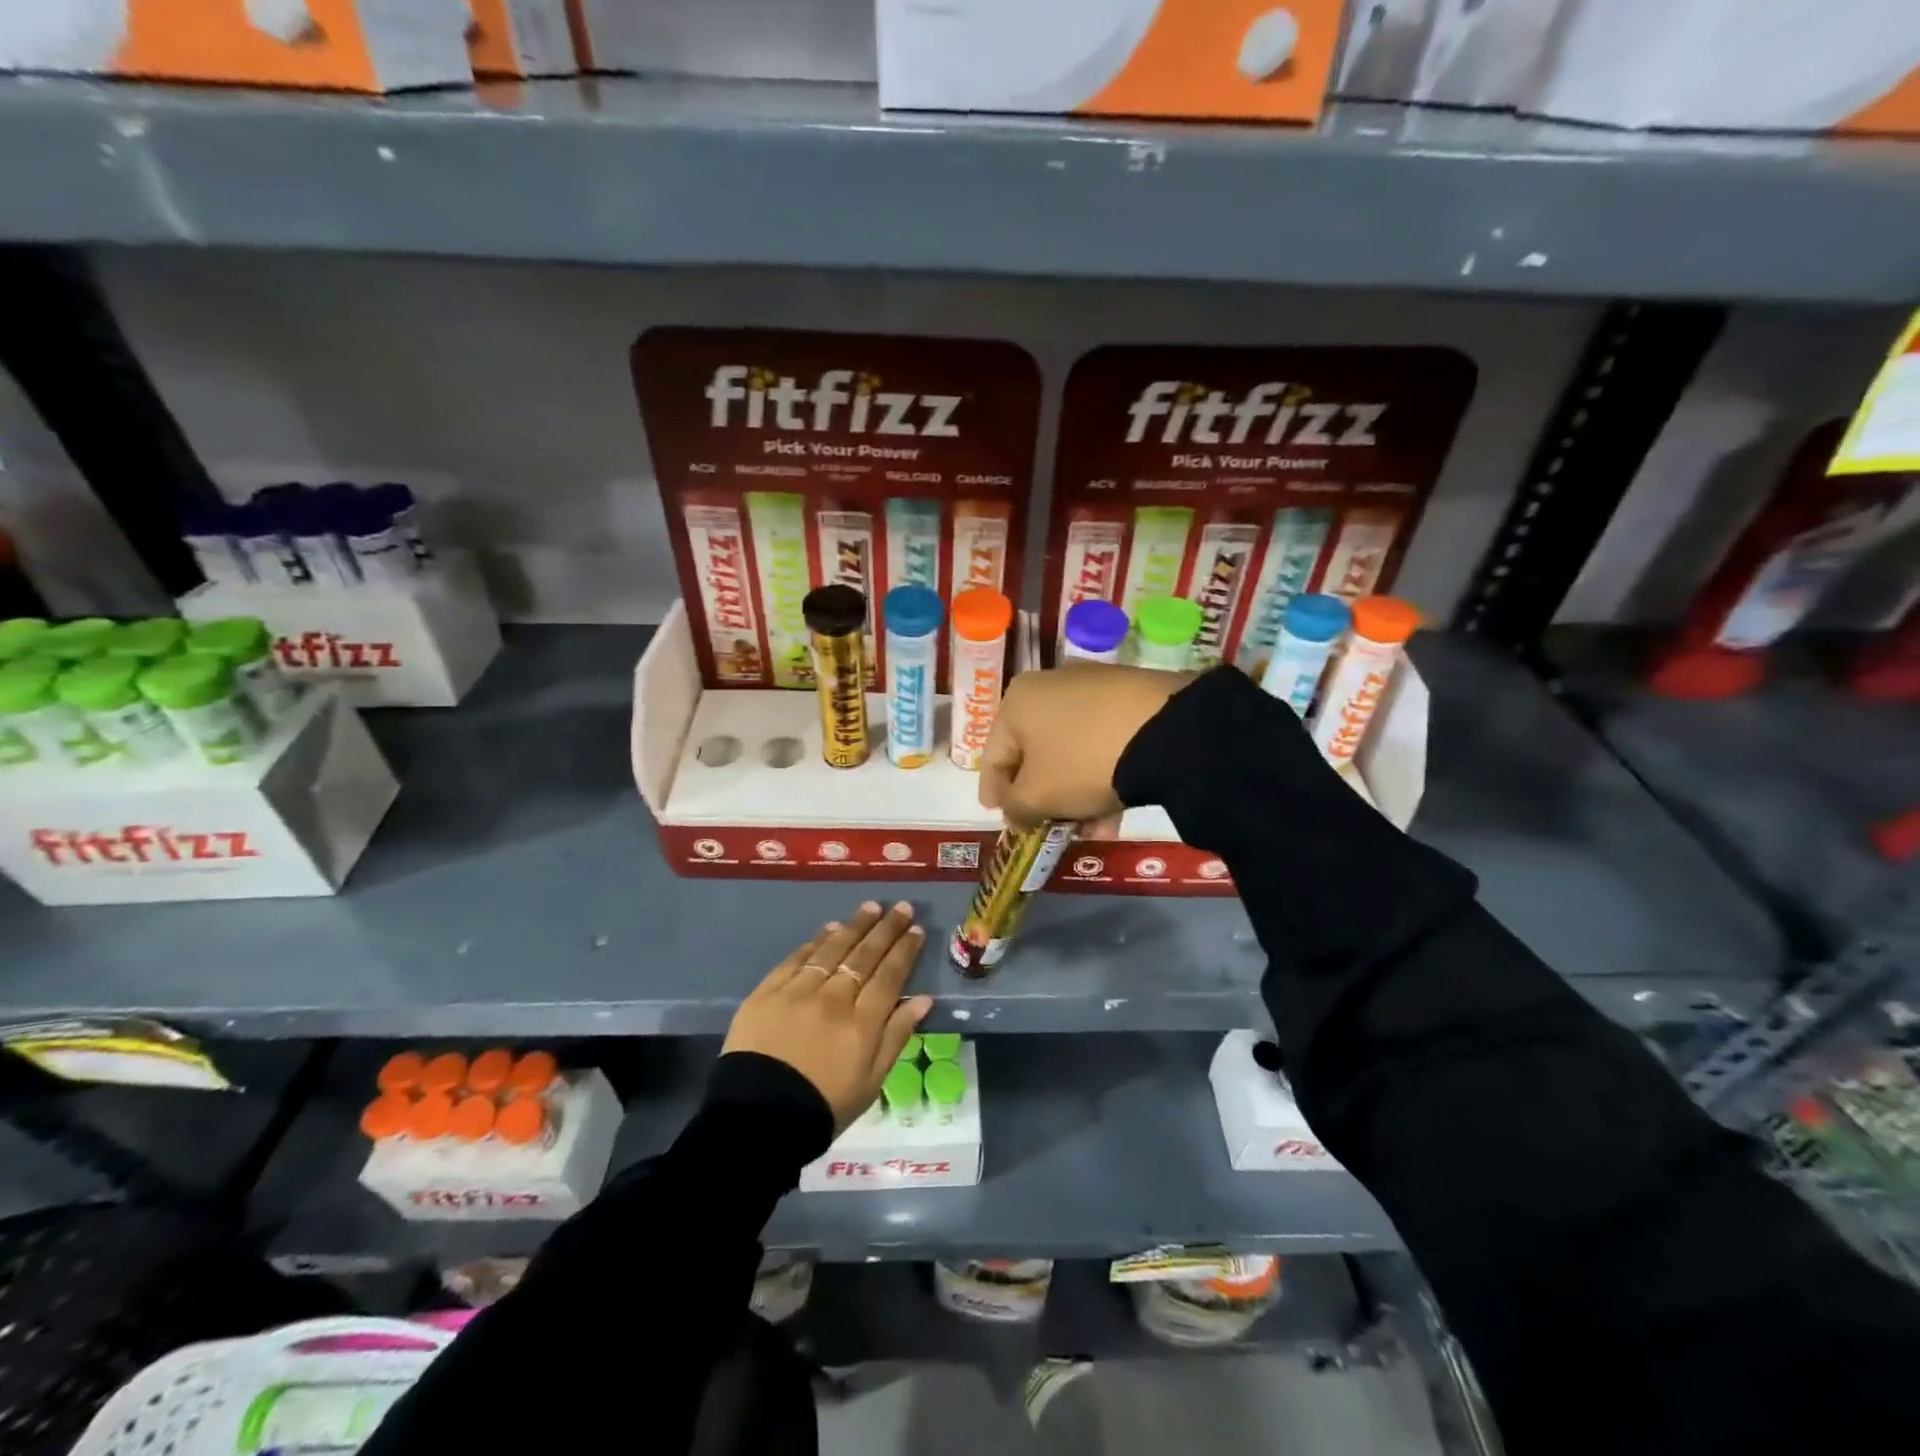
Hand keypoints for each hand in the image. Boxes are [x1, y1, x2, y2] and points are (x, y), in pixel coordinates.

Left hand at [723, 901, 933, 1130]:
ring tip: (870, 908)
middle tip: (901, 907)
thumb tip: (923, 999)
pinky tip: (829, 929)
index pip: (890, 975)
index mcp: (862, 1022)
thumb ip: (897, 1036)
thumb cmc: (823, 1106)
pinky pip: (797, 958)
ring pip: (832, 949)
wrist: (757, 1120)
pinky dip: (816, 941)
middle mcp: (834, 998)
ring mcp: (799, 991)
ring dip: (854, 926)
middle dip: (886, 929)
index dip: (905, 950)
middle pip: (865, 955)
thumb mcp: (871, 1082)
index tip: (917, 929)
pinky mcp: (768, 991)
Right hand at [979, 663, 1190, 833]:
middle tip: (1048, 827)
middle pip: (1035, 753)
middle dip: (1042, 797)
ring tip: (1091, 829)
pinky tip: (1114, 809)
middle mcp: (1049, 686)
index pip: (993, 755)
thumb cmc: (1082, 762)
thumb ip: (1015, 808)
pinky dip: (1102, 776)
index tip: (998, 817)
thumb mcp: (1038, 796)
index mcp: (1017, 702)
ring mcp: (1092, 688)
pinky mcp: (1131, 696)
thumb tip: (1015, 812)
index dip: (993, 791)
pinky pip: (1102, 743)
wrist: (1164, 730)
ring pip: (1072, 752)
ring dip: (1075, 794)